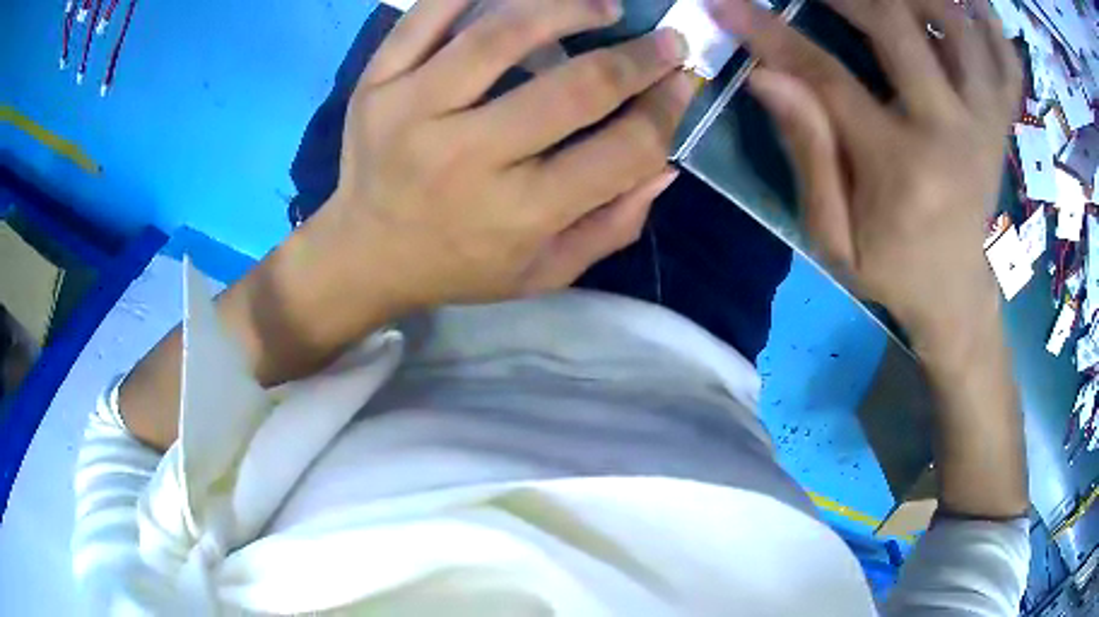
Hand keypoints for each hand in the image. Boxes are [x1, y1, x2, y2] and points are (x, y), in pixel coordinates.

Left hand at [312, 0, 693, 313]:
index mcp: (517, 214)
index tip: (682, 83)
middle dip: (637, 58)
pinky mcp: (377, 83)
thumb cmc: (459, 267)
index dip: (666, 111)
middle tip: (665, 40)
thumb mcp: (543, 273)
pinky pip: (428, 15)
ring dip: (567, 8)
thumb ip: (612, 225)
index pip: (621, 150)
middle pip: (574, 88)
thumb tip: (667, 162)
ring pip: (501, 34)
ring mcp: (411, 111)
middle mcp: (466, 158)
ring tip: (602, 5)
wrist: (363, 254)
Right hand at [707, 0, 1021, 349]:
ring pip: (959, 28)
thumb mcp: (834, 236)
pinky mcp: (1000, 125)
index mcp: (903, 166)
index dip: (771, 32)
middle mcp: (952, 131)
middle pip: (899, 26)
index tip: (729, 3)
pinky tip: (966, 5)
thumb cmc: (893, 272)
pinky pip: (1007, 63)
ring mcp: (985, 123)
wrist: (957, 298)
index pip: (827, 77)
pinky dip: (989, 25)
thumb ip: (807, 153)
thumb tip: (766, 77)